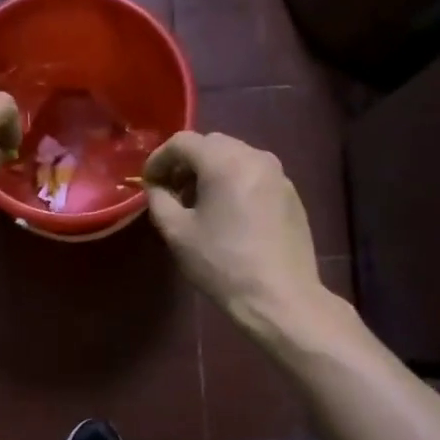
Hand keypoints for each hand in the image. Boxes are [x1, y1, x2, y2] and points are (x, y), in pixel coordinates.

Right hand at [143, 131, 321, 336]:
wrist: (279, 297)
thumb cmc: (222, 264)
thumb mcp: (177, 232)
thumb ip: (159, 199)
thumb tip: (156, 187)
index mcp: (224, 161)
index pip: (182, 141)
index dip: (159, 158)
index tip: (148, 183)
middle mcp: (255, 157)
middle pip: (211, 145)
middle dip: (186, 163)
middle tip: (172, 192)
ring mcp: (278, 175)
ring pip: (235, 157)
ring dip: (211, 172)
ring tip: (199, 204)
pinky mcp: (291, 194)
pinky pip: (254, 175)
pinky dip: (234, 183)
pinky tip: (228, 215)